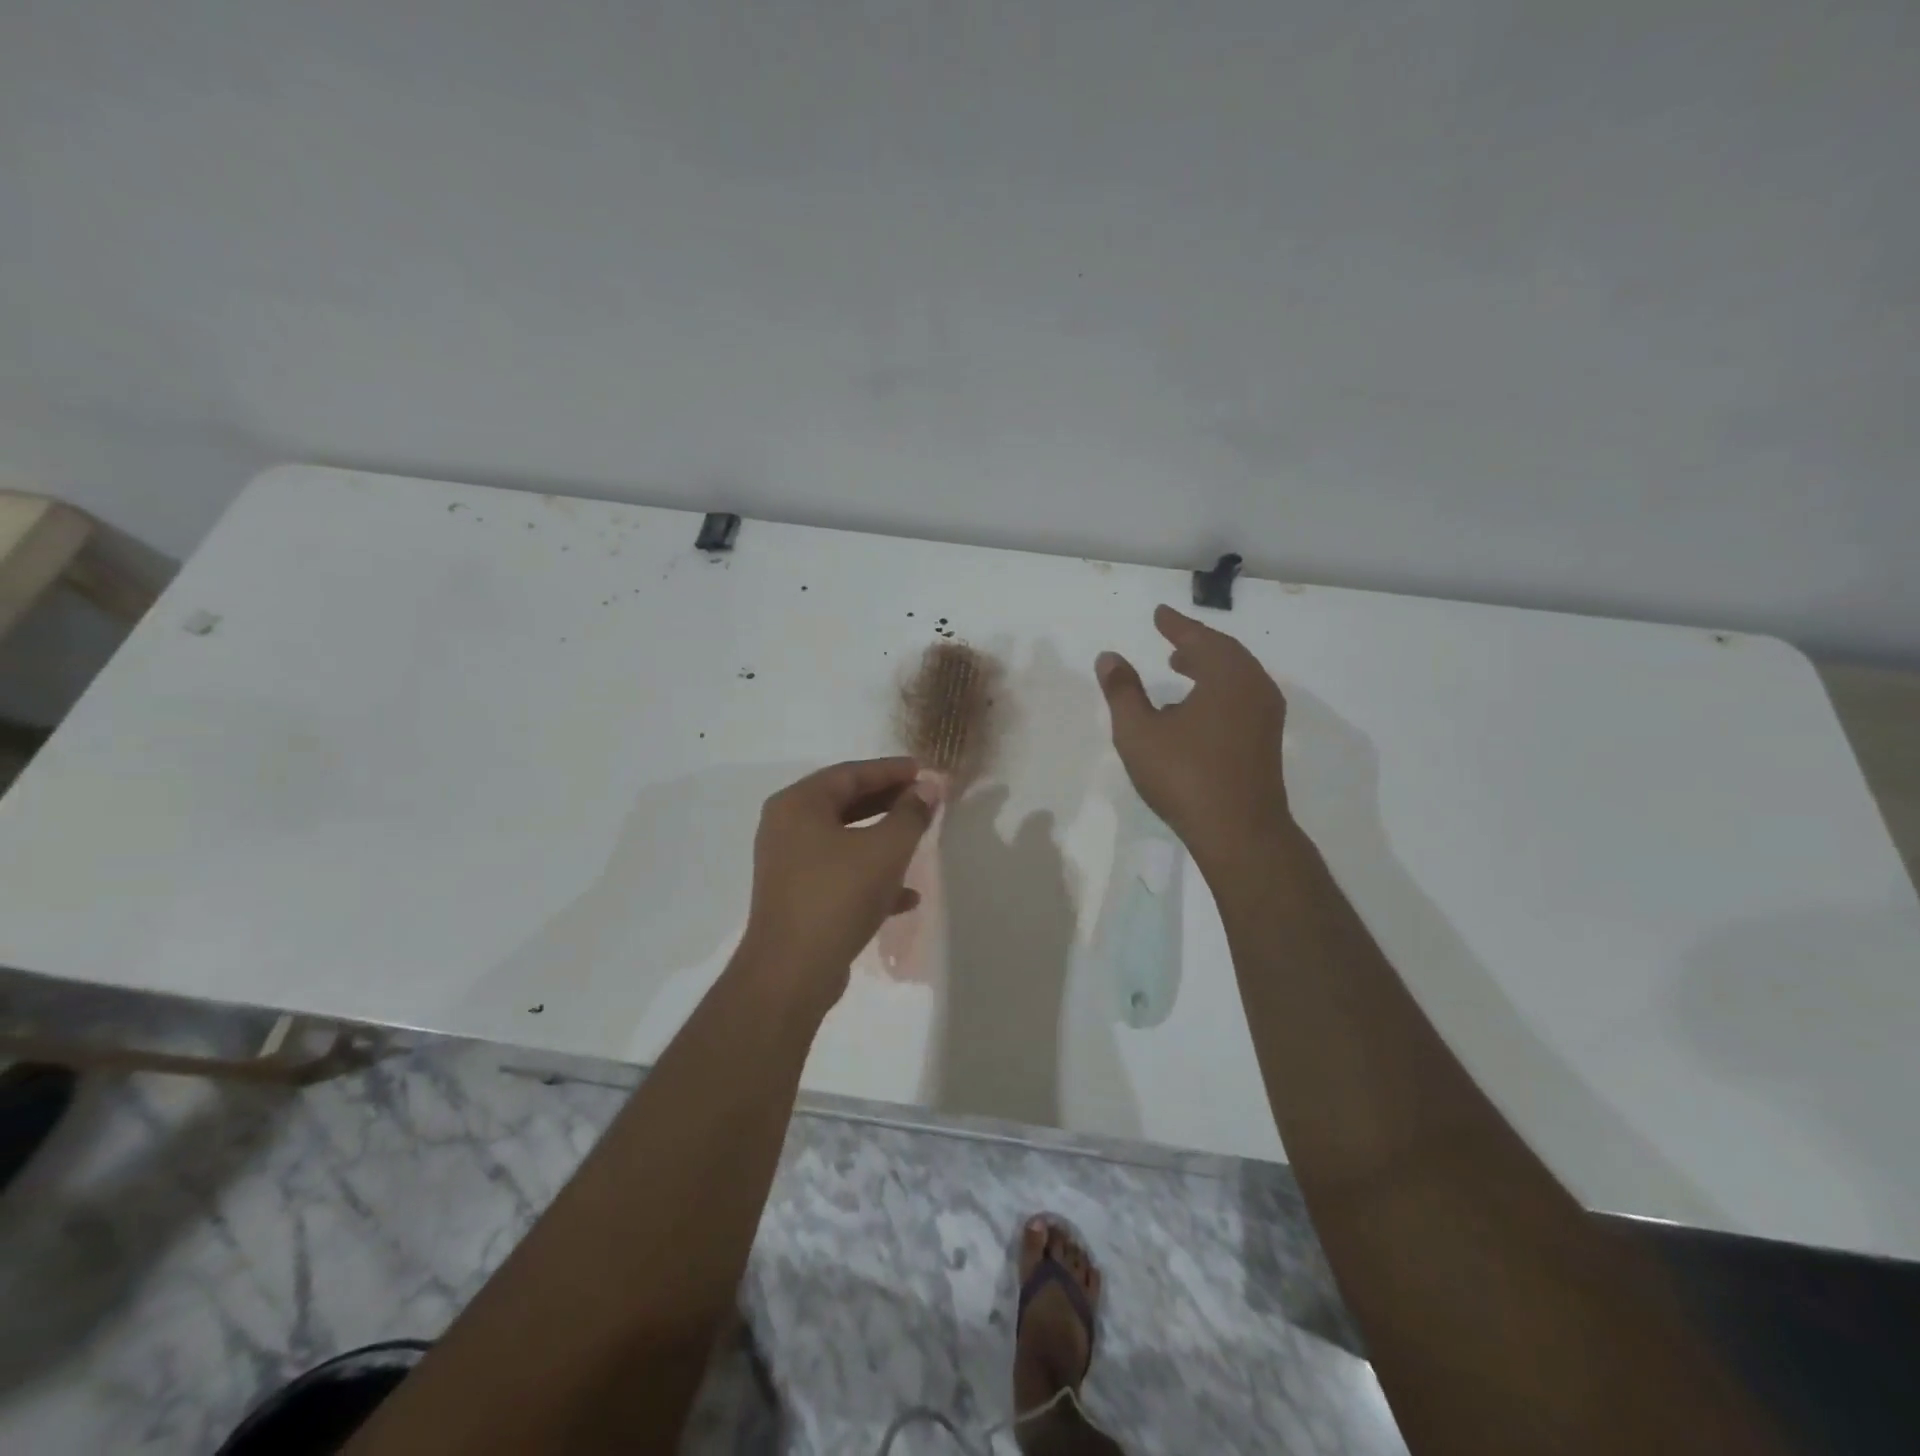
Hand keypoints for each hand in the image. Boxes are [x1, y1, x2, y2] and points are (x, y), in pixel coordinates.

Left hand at [737, 757, 940, 1009]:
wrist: (792, 972)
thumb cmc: (838, 896)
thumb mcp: (886, 850)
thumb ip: (911, 814)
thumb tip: (929, 787)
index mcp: (798, 804)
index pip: (851, 773)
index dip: (891, 770)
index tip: (924, 770)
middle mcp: (787, 827)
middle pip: (845, 803)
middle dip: (888, 801)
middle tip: (924, 800)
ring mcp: (789, 864)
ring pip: (844, 839)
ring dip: (882, 839)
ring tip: (919, 840)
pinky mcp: (797, 896)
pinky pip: (840, 873)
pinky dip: (870, 875)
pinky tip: (906, 896)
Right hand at [1096, 605, 1291, 868]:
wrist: (1239, 832)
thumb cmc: (1184, 776)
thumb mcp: (1139, 732)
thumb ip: (1122, 691)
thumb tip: (1109, 657)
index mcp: (1227, 675)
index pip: (1198, 638)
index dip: (1175, 624)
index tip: (1159, 613)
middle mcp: (1254, 687)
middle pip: (1224, 652)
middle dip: (1196, 643)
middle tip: (1171, 639)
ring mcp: (1266, 715)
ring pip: (1236, 676)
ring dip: (1209, 666)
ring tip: (1182, 666)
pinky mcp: (1267, 740)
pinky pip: (1242, 696)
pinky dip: (1219, 688)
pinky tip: (1197, 708)